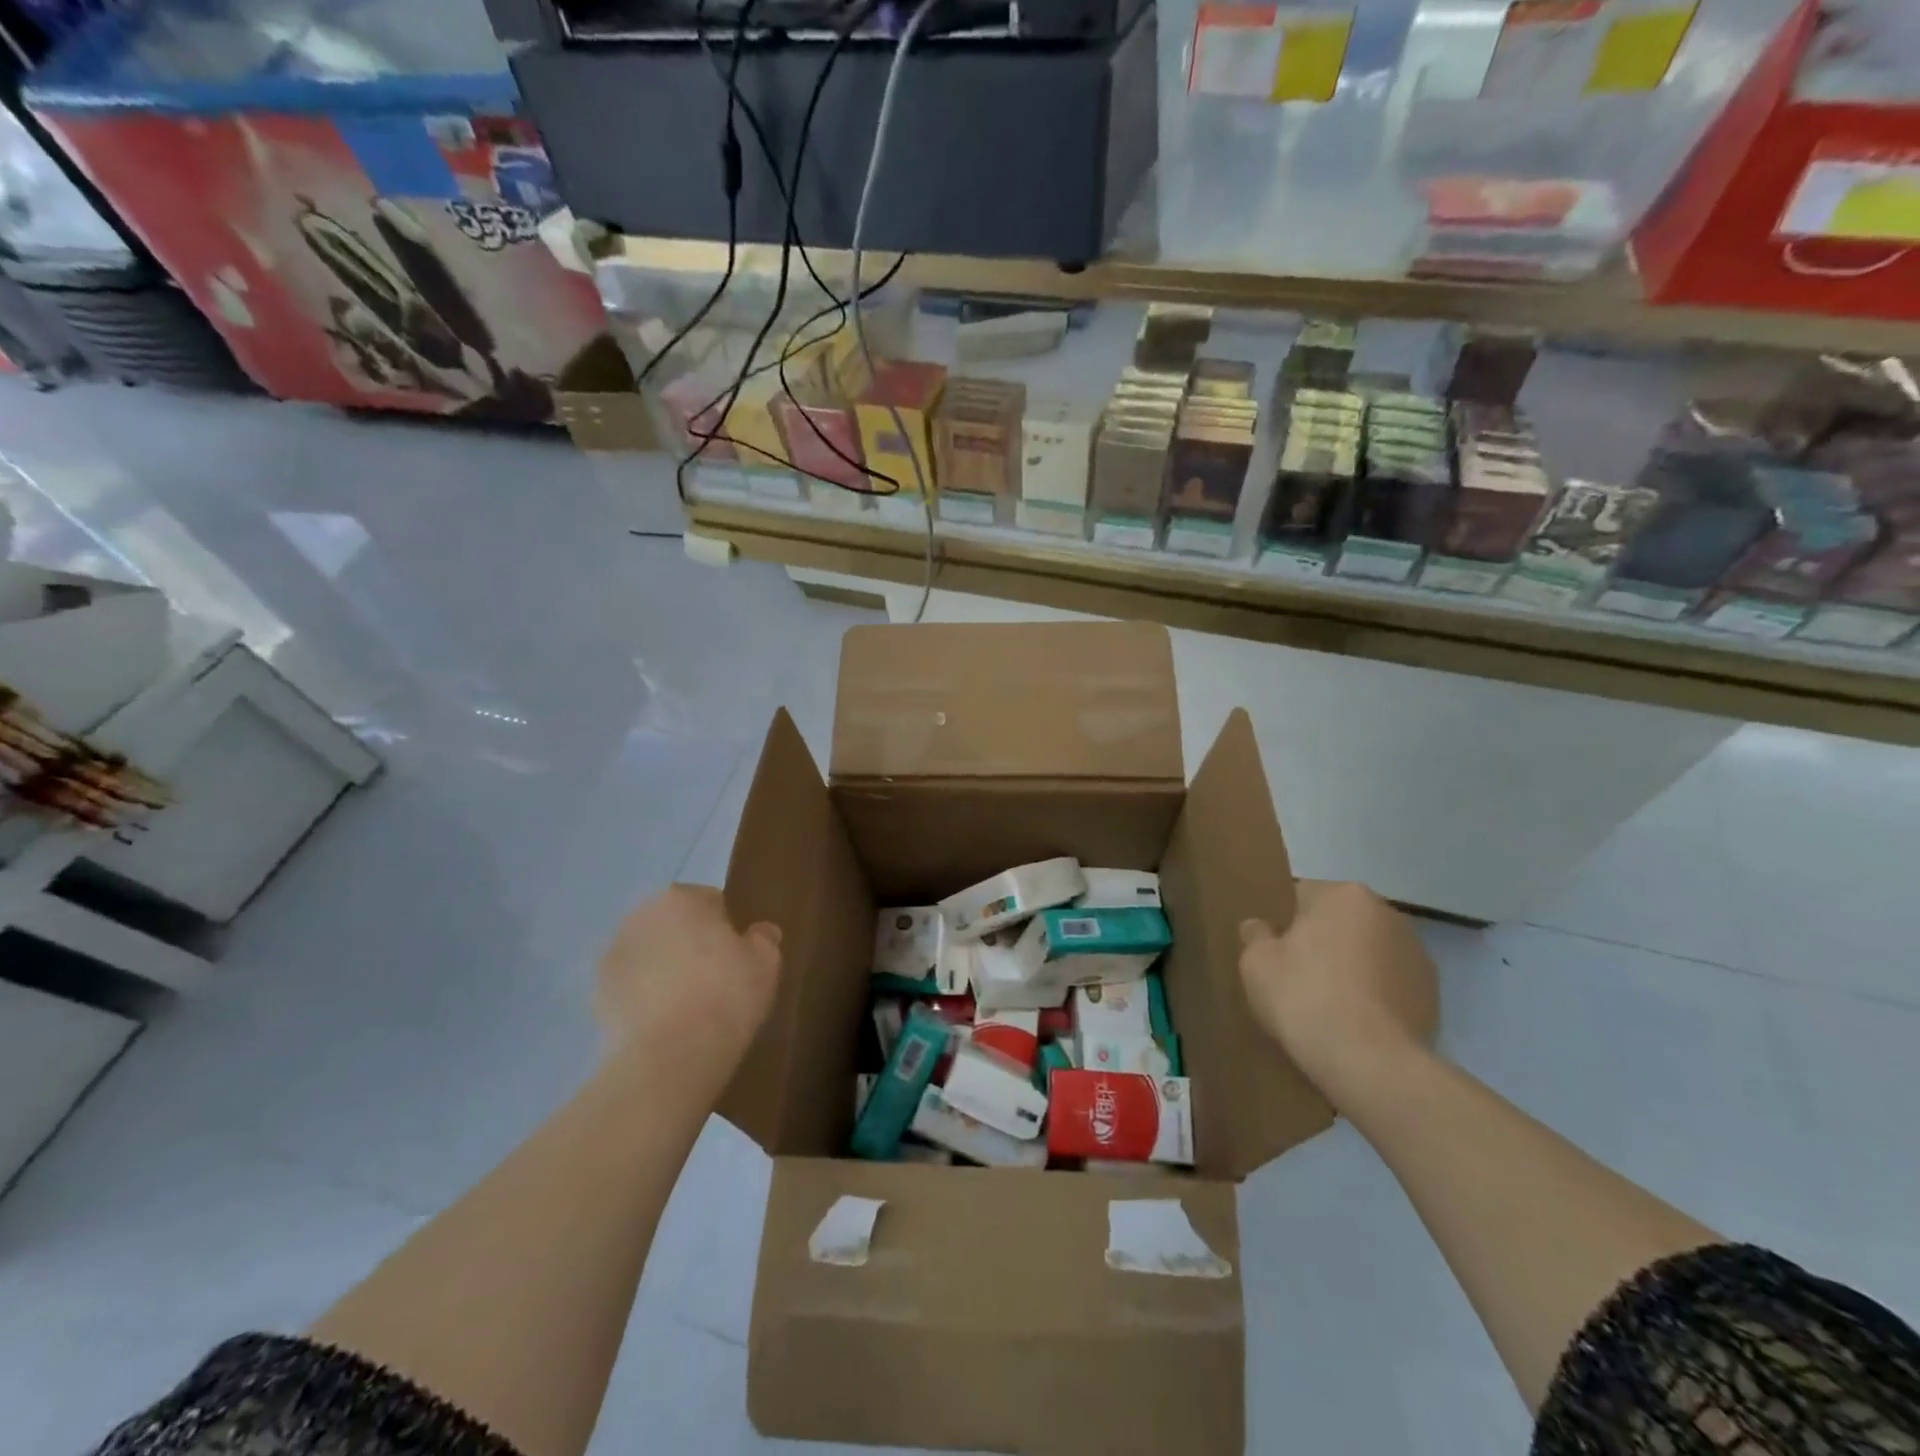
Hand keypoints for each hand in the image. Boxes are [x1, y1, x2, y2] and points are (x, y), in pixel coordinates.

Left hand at [595, 885, 782, 1070]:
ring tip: (686, 1005)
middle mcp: (640, 915)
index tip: (737, 956)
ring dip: (663, 967)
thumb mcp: (766, 963)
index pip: (710, 900)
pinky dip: (643, 996)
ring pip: (649, 953)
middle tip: (714, 978)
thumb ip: (763, 939)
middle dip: (690, 942)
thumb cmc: (725, 996)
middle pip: (674, 923)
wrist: (668, 1058)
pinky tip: (663, 1023)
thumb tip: (760, 932)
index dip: (727, 927)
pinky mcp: (596, 993)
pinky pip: (629, 985)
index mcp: (681, 898)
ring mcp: (613, 954)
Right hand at [1239, 881, 1437, 1107]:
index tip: (1274, 952)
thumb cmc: (1304, 997)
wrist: (1370, 1063)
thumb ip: (1256, 936)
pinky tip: (1357, 1025)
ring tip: (1330, 1006)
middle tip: (1297, 978)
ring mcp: (1418, 954)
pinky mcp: (1434, 995)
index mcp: (1344, 895)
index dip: (1283, 923)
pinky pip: (1391, 985)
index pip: (1302, 895)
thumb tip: (1260, 927)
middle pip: (1341, 922)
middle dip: (1322, 942)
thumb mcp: (1256, 963)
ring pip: (1369, 953)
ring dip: (1352, 968)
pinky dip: (1375, 997)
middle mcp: (1388, 913)